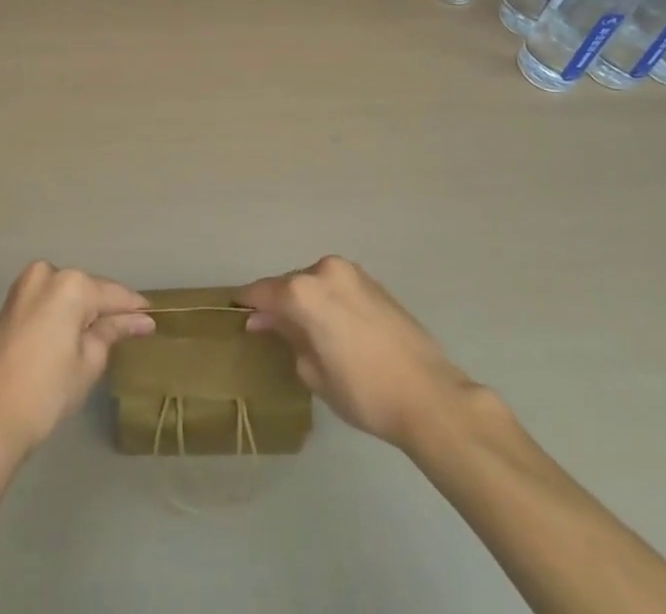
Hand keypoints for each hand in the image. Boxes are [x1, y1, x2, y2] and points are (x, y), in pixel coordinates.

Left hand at [0, 261, 153, 459]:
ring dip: (83, 312)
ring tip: (103, 337)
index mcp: (70, 284)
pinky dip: (62, 315)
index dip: (134, 309)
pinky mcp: (10, 304)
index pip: (113, 294)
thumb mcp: (88, 362)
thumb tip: (140, 320)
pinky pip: (48, 302)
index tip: (153, 318)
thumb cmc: (46, 392)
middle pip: (88, 290)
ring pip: (66, 295)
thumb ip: (114, 332)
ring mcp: (24, 286)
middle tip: (128, 332)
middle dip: (106, 309)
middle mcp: (46, 274)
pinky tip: (73, 336)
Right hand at [236, 256, 477, 451]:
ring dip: (305, 301)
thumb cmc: (363, 391)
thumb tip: (267, 322)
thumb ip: (287, 338)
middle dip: (279, 303)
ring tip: (305, 331)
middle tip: (270, 328)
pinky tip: (332, 326)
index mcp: (303, 291)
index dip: (248, 303)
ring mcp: (352, 273)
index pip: (263, 291)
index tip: (236, 311)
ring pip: (315, 283)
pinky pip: (337, 286)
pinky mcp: (373, 282)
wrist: (428, 394)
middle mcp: (325, 271)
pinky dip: (327, 300)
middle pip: (290, 284)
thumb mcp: (314, 372)